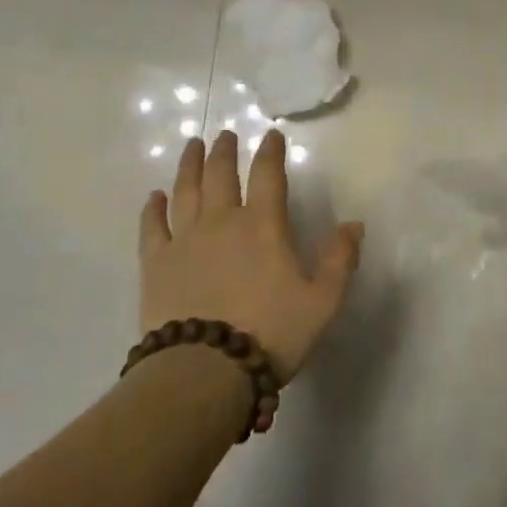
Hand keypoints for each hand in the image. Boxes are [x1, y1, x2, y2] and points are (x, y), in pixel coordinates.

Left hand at [140, 130, 362, 382]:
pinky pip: (152, 227)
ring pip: (185, 191)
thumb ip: (339, 260)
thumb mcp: (322, 301)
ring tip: (192, 146)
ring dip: (189, 166)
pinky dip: (153, 209)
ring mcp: (184, 241)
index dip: (271, 152)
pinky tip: (153, 197)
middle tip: (225, 135)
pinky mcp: (155, 265)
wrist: (204, 371)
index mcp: (263, 226)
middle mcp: (222, 222)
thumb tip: (354, 224)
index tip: (271, 134)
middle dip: (225, 151)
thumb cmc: (270, 333)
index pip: (268, 175)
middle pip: (221, 175)